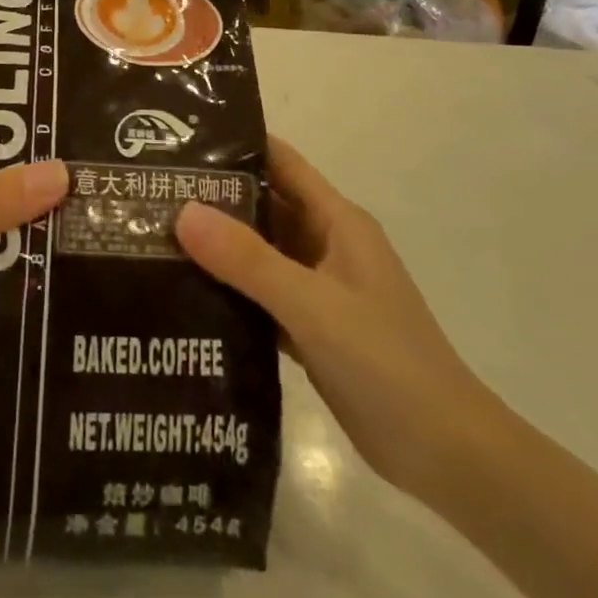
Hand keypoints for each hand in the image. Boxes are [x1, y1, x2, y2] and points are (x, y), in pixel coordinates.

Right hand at [175, 137, 490, 493]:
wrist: (446, 456)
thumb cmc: (386, 364)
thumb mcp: (313, 305)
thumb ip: (248, 259)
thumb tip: (182, 211)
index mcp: (338, 222)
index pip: (282, 163)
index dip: (237, 145)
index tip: (180, 141)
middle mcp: (327, 246)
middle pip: (265, 206)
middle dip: (215, 197)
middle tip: (151, 192)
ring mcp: (320, 289)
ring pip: (260, 253)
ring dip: (218, 246)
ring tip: (155, 236)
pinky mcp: (312, 329)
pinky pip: (262, 296)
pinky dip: (230, 291)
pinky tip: (186, 293)